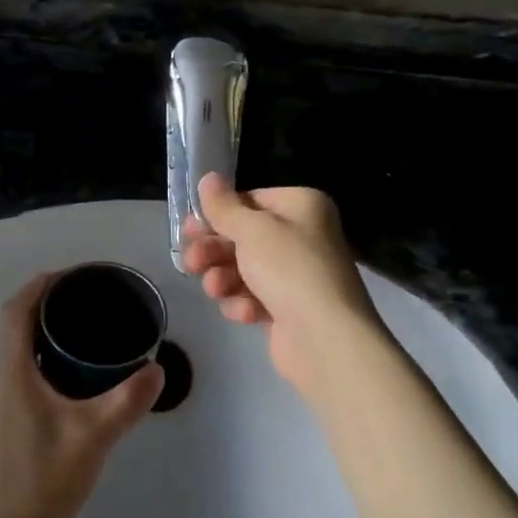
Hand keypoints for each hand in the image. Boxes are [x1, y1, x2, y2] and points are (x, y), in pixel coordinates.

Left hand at [0, 274, 164, 517]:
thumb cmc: (45, 482)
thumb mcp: (93, 437)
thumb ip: (127, 401)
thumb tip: (158, 370)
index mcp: (13, 372)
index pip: (16, 311)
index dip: (40, 285)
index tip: (75, 274)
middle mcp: (3, 380)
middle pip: (18, 324)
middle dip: (49, 302)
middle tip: (91, 298)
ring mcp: (4, 403)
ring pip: (22, 350)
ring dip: (48, 330)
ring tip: (90, 327)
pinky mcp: (11, 422)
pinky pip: (27, 371)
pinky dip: (49, 357)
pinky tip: (79, 375)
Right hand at [179, 175, 383, 397]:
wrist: (327, 339)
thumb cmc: (289, 269)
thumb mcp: (251, 229)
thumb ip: (223, 206)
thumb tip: (208, 178)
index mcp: (301, 206)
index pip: (250, 200)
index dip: (218, 215)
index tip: (190, 228)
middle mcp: (303, 236)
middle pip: (244, 236)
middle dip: (214, 250)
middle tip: (191, 261)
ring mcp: (297, 275)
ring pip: (244, 269)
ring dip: (224, 277)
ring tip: (214, 289)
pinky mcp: (290, 310)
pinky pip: (256, 298)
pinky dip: (244, 303)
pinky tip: (244, 312)